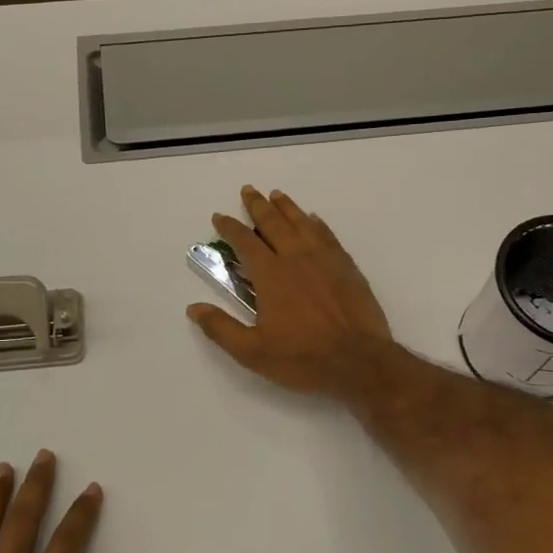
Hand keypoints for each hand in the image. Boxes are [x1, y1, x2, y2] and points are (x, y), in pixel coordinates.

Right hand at [186, 185, 395, 400]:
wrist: (359, 361)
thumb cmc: (303, 358)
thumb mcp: (253, 352)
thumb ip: (221, 328)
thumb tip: (193, 308)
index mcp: (270, 275)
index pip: (245, 242)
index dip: (230, 228)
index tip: (220, 216)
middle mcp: (296, 258)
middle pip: (274, 224)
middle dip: (258, 206)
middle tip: (249, 190)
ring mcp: (325, 259)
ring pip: (302, 223)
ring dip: (287, 207)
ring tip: (277, 195)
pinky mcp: (347, 267)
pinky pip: (328, 236)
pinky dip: (317, 224)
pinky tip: (313, 219)